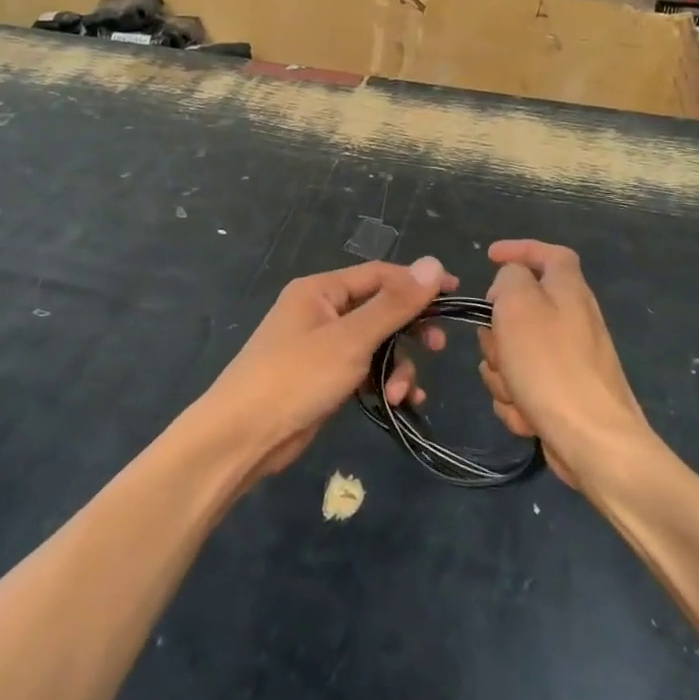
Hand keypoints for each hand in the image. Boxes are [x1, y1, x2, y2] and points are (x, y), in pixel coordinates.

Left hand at [201, 257, 453, 479]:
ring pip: (375, 345)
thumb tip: (433, 263)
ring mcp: (321, 347)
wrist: (242, 436)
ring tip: (400, 394)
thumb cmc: (295, 377)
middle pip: (380, 310)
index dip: (417, 283)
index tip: (456, 295)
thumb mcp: (351, 339)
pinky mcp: (324, 378)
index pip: (379, 275)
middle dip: (409, 331)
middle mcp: (321, 311)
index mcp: (321, 290)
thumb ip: (394, 304)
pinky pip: (364, 370)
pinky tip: (396, 404)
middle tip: (437, 348)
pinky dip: (382, 383)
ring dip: (396, 366)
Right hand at [477, 240, 654, 489]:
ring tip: (517, 391)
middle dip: (496, 333)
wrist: (593, 442)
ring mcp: (568, 360)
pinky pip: (521, 386)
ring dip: (502, 373)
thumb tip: (509, 285)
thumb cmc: (551, 365)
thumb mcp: (519, 305)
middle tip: (499, 346)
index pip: (549, 253)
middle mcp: (572, 320)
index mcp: (568, 290)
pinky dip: (517, 401)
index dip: (520, 249)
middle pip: (518, 310)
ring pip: (512, 353)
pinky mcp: (561, 395)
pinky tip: (528, 416)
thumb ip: (509, 279)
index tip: (489, 257)